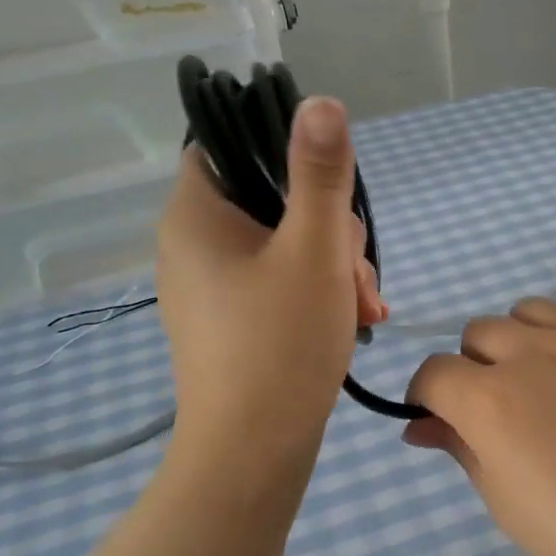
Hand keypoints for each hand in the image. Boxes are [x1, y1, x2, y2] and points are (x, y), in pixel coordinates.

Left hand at [157, 96, 385, 459]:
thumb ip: (320, 175)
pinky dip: (316, 293)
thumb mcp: (314, 251)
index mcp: (195, 216)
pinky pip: (278, 283)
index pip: (228, 146)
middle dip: (329, 230)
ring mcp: (211, 288)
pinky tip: (353, 320)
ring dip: (332, 266)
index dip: (281, 152)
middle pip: (269, 199)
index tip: (328, 187)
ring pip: (283, 246)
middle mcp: (192, 245)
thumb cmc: (281, 344)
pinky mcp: (232, 322)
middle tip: (355, 273)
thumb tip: (320, 102)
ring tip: (363, 309)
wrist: (253, 452)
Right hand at [404, 263, 555, 555]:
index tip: (443, 422)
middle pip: (478, 335)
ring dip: (523, 339)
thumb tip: (420, 424)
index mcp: (489, 399)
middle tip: (504, 415)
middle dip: (476, 371)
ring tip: (548, 381)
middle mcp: (532, 352)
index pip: (433, 373)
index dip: (429, 398)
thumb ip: (460, 450)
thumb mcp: (507, 505)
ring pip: (530, 308)